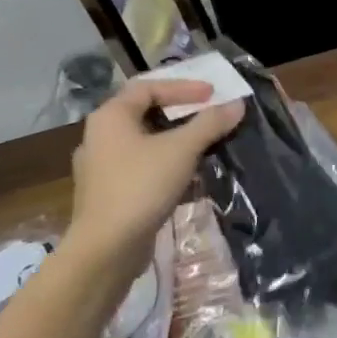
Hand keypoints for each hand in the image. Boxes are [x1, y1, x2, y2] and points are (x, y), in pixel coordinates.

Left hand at [66, 80, 243, 271]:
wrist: (106, 250)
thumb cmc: (141, 186)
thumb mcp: (182, 150)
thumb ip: (210, 124)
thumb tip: (237, 104)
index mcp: (110, 118)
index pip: (148, 87)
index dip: (182, 87)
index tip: (212, 94)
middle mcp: (99, 137)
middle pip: (144, 113)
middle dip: (180, 113)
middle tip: (208, 113)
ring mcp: (101, 168)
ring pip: (144, 143)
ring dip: (175, 141)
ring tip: (204, 144)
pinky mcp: (108, 194)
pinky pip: (141, 167)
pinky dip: (166, 164)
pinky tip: (188, 176)